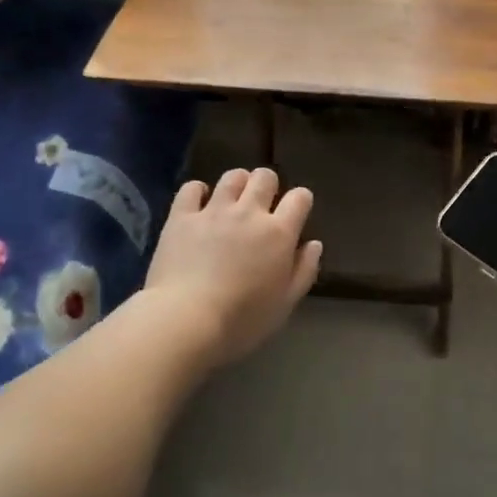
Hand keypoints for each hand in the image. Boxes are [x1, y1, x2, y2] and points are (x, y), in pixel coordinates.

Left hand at [143, 168, 321, 366]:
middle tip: (261, 204)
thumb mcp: (285, 303)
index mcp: (279, 233)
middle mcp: (249, 212)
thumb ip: (304, 270)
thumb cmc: (242, 320)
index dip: (300, 200)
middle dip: (268, 185)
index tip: (296, 211)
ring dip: (237, 183)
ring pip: (232, 176)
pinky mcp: (182, 216)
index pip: (299, 198)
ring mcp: (213, 211)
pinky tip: (199, 204)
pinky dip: (198, 192)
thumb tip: (314, 244)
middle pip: (265, 177)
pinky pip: (191, 188)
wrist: (186, 320)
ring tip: (233, 200)